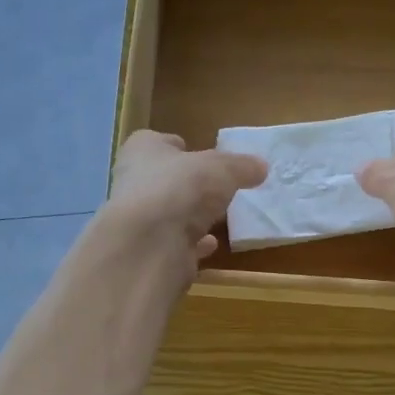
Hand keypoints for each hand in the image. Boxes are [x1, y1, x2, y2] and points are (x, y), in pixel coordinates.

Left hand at [105, 130, 266, 270]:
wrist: (150, 244)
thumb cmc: (180, 188)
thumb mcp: (222, 168)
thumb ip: (241, 166)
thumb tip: (261, 167)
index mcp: (142, 151)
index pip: (157, 142)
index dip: (179, 147)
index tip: (200, 155)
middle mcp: (134, 183)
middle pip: (163, 180)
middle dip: (187, 184)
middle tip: (216, 188)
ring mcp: (140, 221)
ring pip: (169, 214)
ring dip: (190, 216)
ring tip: (218, 217)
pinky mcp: (149, 252)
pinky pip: (176, 244)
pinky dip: (193, 244)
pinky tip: (211, 245)